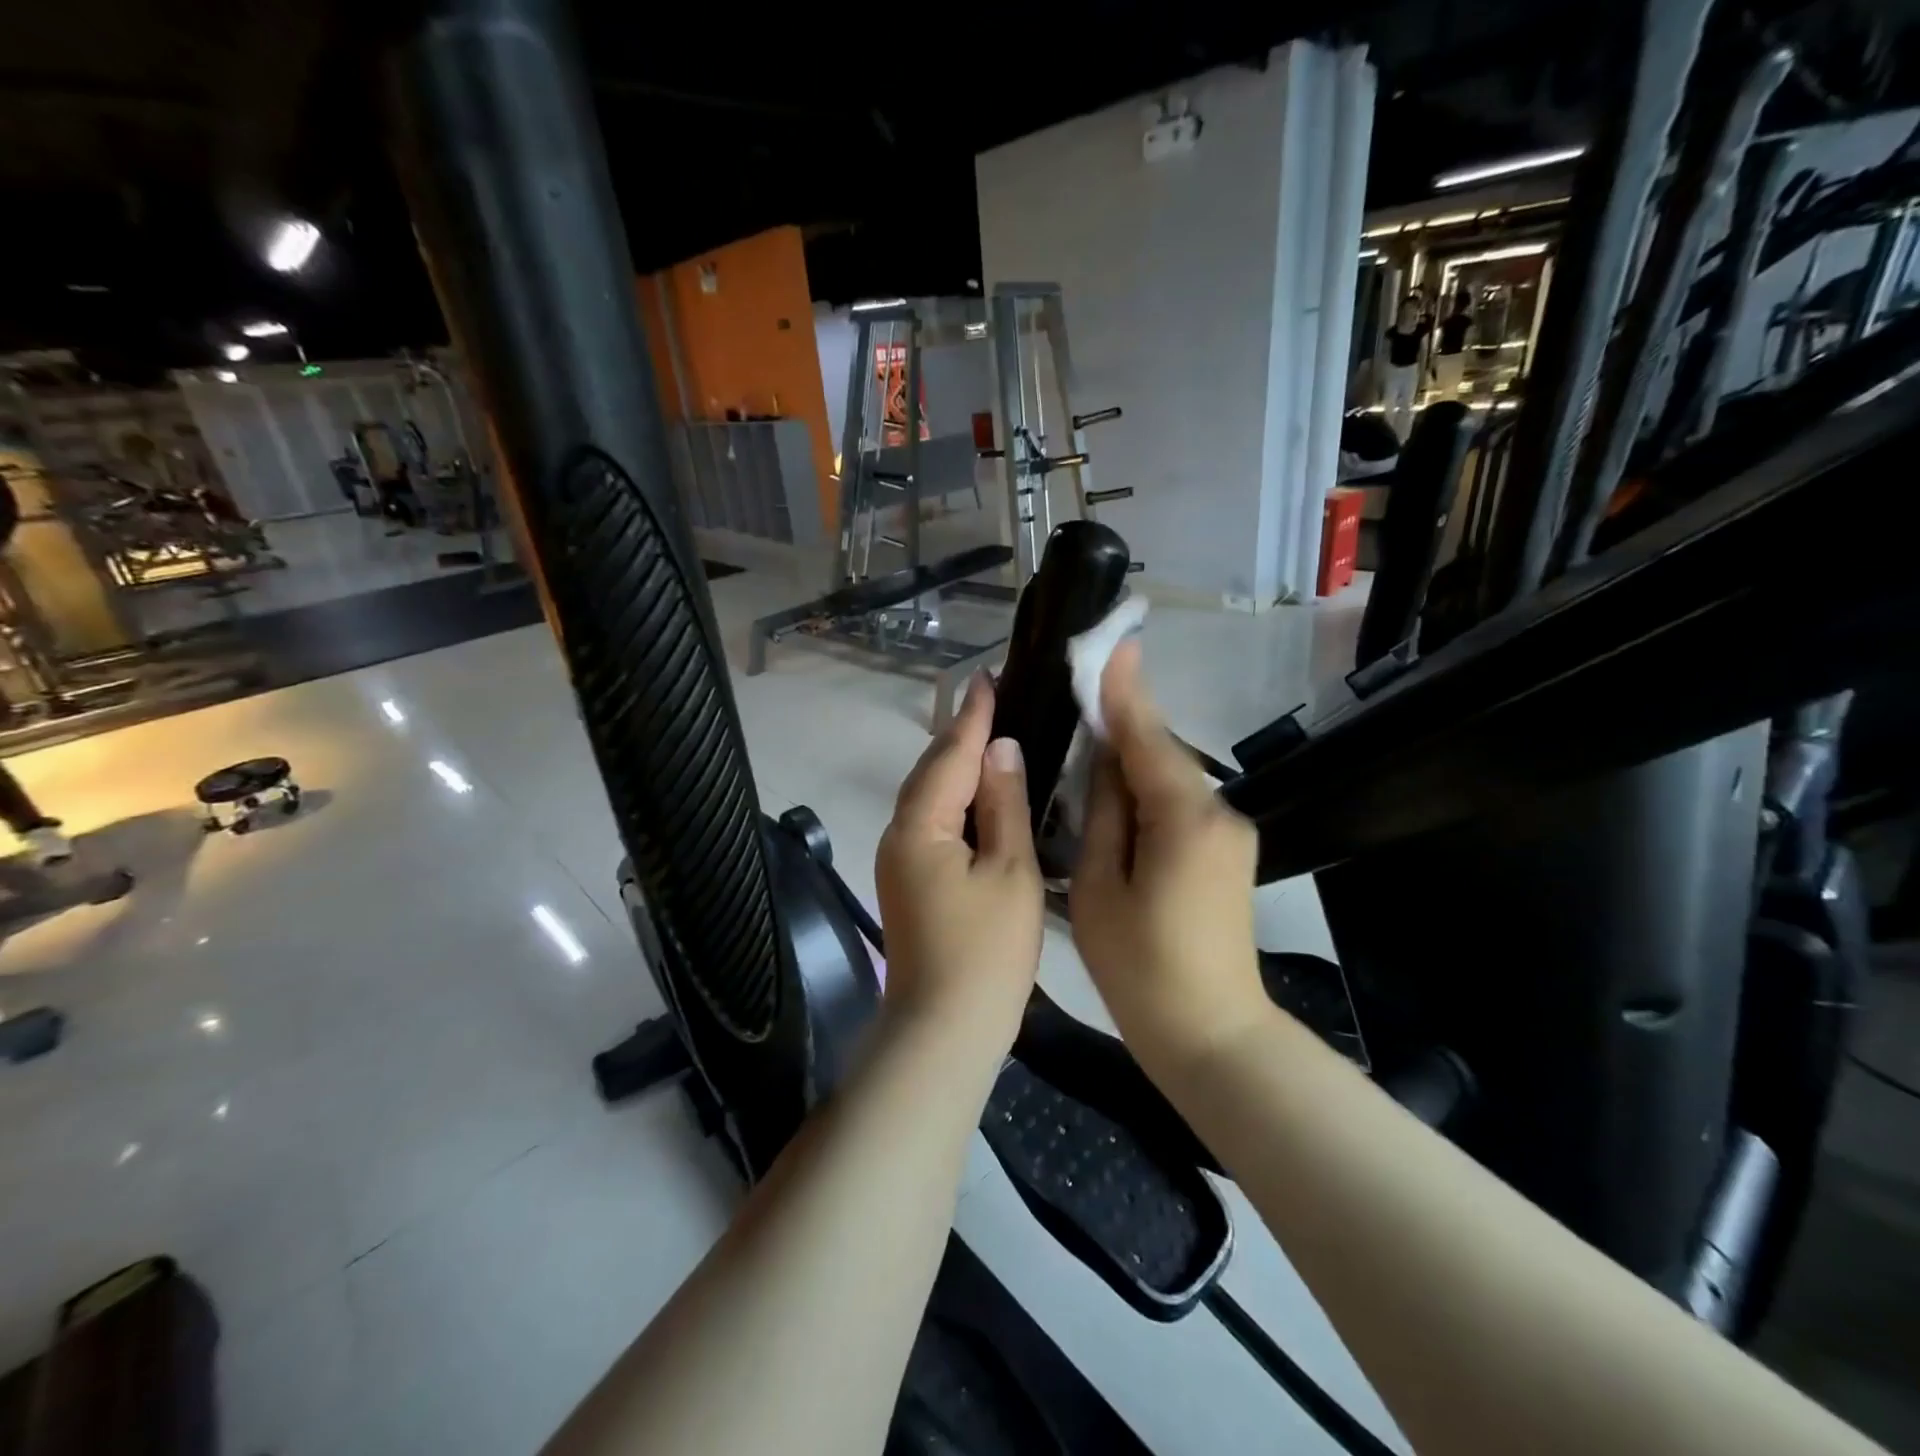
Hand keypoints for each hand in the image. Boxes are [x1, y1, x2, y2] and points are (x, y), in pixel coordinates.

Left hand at [875, 672, 1043, 1055]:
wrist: (942, 1032)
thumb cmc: (986, 953)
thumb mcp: (1010, 872)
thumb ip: (1005, 805)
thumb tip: (1001, 748)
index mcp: (920, 825)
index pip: (950, 753)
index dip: (972, 715)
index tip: (987, 675)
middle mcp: (898, 833)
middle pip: (931, 770)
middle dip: (961, 733)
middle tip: (995, 699)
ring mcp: (898, 860)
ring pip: (929, 796)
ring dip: (957, 764)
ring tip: (992, 735)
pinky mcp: (908, 881)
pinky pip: (931, 821)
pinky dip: (955, 798)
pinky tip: (980, 795)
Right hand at [1070, 641, 1270, 1078]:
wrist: (1211, 1034)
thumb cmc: (1141, 968)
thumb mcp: (1100, 888)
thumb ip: (1102, 814)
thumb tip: (1104, 761)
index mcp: (1184, 818)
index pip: (1147, 737)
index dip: (1124, 690)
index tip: (1111, 643)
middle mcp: (1217, 812)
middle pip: (1161, 753)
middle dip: (1122, 722)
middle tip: (1080, 690)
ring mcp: (1228, 833)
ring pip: (1169, 779)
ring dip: (1130, 758)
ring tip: (1086, 737)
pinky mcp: (1225, 852)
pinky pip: (1179, 804)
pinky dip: (1146, 790)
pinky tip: (1115, 793)